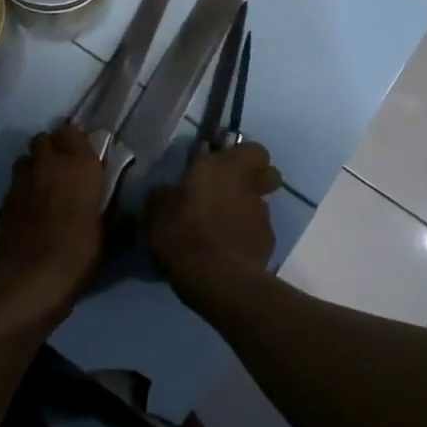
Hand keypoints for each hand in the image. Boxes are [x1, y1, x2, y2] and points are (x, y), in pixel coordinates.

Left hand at [0, 122, 104, 328]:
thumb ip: (114, 217)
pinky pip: (15, 181)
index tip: (84, 156)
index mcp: (80, 166)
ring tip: (45, 184)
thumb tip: (125, 212)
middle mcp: (49, 164)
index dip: (76, 141)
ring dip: (36, 164)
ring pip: (26, 157)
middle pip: (45, 138)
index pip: (73, 132)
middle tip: (65, 168)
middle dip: (53, 147)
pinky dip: (23, 186)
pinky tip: (31, 206)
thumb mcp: (108, 237)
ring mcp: (23, 180)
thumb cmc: (78, 254)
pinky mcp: (4, 199)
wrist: (30, 280)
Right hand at [146, 143, 282, 314]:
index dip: (242, 155)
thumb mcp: (157, 210)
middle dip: (256, 178)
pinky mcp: (269, 243)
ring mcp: (263, 215)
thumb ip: (165, 194)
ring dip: (248, 211)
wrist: (216, 277)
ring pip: (262, 204)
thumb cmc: (183, 233)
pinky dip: (247, 238)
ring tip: (224, 229)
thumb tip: (167, 193)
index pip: (252, 149)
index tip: (225, 164)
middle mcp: (249, 185)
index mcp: (224, 167)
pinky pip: (259, 233)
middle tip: (232, 190)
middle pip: (269, 173)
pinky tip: (229, 252)